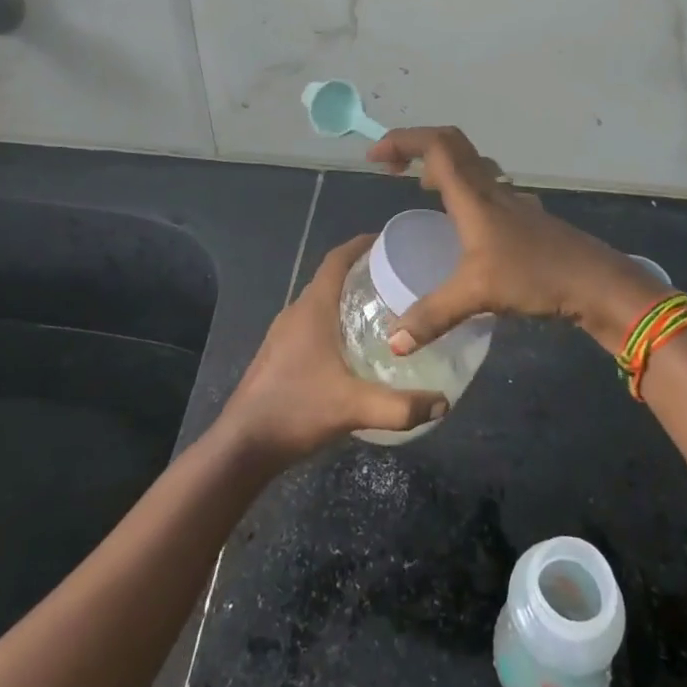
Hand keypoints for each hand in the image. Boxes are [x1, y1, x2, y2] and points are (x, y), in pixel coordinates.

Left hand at [218, 234, 449, 463]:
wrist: (243, 445)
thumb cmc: (296, 410)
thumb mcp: (353, 408)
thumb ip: (400, 407)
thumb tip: (443, 402)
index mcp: (312, 309)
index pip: (336, 259)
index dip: (361, 244)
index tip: (388, 241)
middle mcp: (297, 312)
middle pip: (331, 278)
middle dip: (362, 272)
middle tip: (397, 279)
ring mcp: (284, 334)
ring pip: (321, 302)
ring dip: (347, 298)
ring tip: (383, 310)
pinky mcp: (279, 354)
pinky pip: (312, 323)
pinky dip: (336, 321)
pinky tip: (354, 348)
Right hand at [366, 127, 666, 354]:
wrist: (596, 283)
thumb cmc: (535, 276)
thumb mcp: (477, 295)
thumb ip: (432, 316)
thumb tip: (393, 343)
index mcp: (473, 195)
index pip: (435, 145)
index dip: (402, 141)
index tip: (374, 158)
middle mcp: (490, 187)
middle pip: (451, 144)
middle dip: (416, 145)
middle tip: (390, 166)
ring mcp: (510, 199)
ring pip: (470, 163)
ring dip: (441, 163)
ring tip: (419, 186)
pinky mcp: (523, 215)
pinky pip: (485, 185)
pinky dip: (462, 186)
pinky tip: (461, 219)